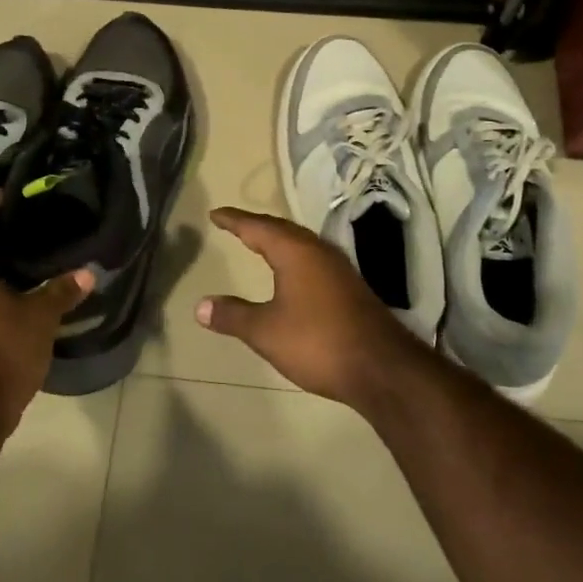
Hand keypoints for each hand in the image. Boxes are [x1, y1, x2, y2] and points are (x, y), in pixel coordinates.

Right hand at [195, 206, 422, 406]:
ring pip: (302, 244)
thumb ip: (233, 315)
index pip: (258, 227)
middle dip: (257, 226)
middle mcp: (319, 251)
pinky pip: (314, 260)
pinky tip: (293, 275)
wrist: (382, 368)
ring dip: (279, 241)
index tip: (216, 214)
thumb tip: (200, 305)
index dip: (235, 220)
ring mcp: (339, 269)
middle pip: (282, 230)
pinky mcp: (350, 288)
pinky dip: (294, 258)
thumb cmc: (318, 342)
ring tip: (260, 244)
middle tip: (236, 225)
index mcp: (295, 252)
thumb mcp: (266, 331)